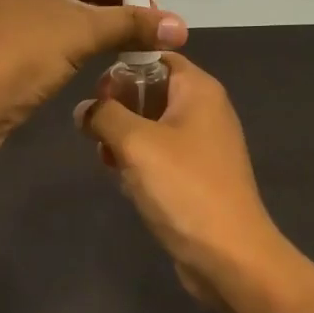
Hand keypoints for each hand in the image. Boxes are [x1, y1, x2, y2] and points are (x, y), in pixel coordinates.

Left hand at [0, 0, 186, 133]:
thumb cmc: (19, 52)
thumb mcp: (82, 32)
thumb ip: (133, 23)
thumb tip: (183, 27)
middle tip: (147, 15)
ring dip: (99, 9)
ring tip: (134, 31)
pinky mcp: (0, 23)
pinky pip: (48, 12)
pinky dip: (78, 23)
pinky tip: (106, 41)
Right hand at [74, 54, 287, 299]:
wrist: (229, 256)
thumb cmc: (183, 188)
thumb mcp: (136, 143)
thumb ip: (104, 115)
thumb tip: (84, 109)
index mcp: (198, 90)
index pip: (156, 55)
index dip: (122, 67)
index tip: (95, 92)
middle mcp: (204, 110)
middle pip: (151, 90)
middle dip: (118, 107)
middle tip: (96, 130)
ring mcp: (202, 145)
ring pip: (151, 125)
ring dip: (124, 138)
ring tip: (107, 159)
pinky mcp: (195, 176)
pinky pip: (159, 155)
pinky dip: (138, 161)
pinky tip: (122, 181)